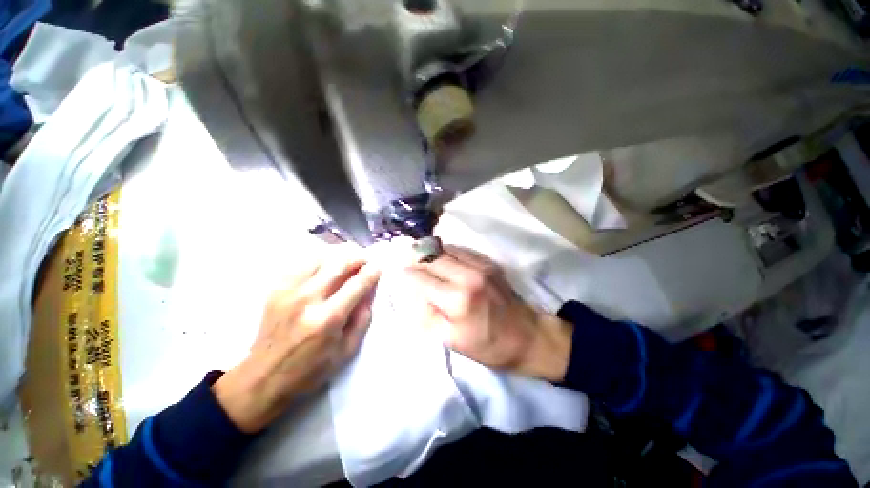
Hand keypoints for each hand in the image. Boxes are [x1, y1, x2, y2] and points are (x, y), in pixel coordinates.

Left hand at [214, 247, 380, 432]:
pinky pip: (302, 263)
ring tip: (348, 260)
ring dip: (339, 255)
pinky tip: (326, 266)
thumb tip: (370, 291)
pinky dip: (319, 260)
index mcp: (328, 318)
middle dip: (358, 257)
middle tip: (366, 260)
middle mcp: (308, 299)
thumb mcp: (347, 350)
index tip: (378, 267)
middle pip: (339, 263)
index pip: (357, 284)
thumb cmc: (311, 369)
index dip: (371, 272)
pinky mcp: (276, 289)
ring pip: (320, 257)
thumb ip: (363, 318)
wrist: (263, 377)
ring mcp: (289, 291)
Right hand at [403, 245, 572, 381]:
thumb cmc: (488, 345)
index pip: (421, 278)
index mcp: (457, 299)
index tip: (396, 272)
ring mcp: (481, 265)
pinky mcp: (488, 262)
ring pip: (445, 248)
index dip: (406, 274)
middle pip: (431, 257)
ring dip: (429, 251)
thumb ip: (427, 314)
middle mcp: (468, 275)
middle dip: (414, 257)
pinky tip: (441, 258)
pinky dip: (446, 252)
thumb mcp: (451, 340)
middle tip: (404, 259)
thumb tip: (412, 293)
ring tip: (419, 256)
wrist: (527, 336)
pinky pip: (461, 249)